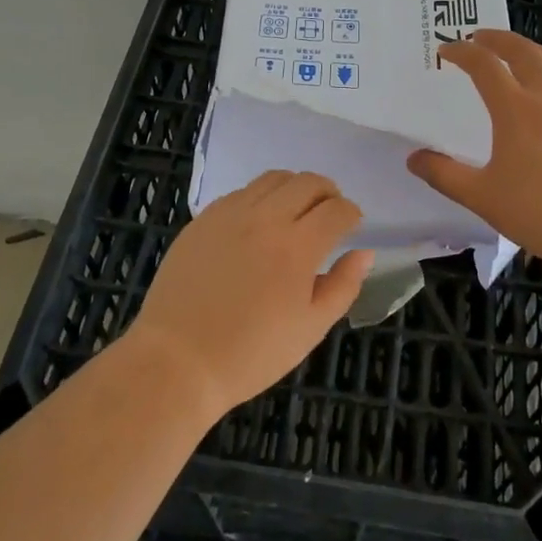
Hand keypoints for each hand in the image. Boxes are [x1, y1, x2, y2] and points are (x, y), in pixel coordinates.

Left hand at [129, 171, 373, 418]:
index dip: (351, 214)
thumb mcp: (309, 330)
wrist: (177, 361)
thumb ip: (343, 286)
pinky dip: (261, 197)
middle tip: (329, 213)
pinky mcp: (204, 218)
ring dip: (295, 188)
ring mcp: (231, 214)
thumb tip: (364, 253)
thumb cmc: (250, 354)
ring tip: (296, 211)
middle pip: (308, 182)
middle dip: (328, 192)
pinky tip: (259, 222)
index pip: (337, 210)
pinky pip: (242, 192)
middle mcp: (266, 218)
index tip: (352, 226)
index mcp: (297, 247)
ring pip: (274, 178)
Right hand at [407, 29, 541, 270]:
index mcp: (515, 109)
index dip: (463, 52)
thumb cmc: (541, 212)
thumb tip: (414, 158)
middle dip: (498, 39)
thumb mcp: (482, 197)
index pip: (484, 66)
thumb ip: (444, 175)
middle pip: (523, 52)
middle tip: (480, 37)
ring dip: (532, 49)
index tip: (447, 50)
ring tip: (519, 50)